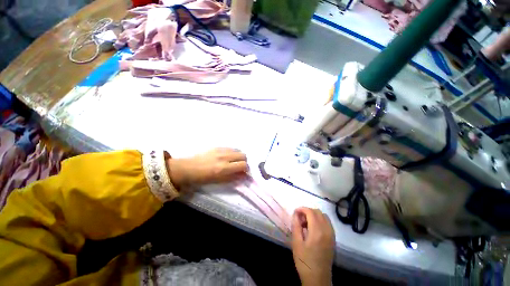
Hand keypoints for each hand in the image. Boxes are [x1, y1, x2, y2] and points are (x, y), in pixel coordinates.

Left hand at [166, 148, 247, 188]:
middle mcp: (224, 157)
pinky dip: (233, 152)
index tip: (244, 172)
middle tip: (240, 166)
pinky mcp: (218, 146)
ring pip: (238, 150)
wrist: (189, 168)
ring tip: (234, 161)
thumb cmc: (203, 178)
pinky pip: (230, 148)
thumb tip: (244, 175)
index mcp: (224, 168)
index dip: (246, 169)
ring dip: (239, 156)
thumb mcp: (219, 181)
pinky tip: (227, 157)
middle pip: (243, 155)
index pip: (243, 165)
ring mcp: (221, 150)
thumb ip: (233, 177)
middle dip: (244, 161)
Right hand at [291, 207, 334, 285]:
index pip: (310, 212)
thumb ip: (296, 226)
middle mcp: (327, 230)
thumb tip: (295, 214)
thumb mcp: (296, 243)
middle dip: (307, 211)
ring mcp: (332, 234)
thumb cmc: (305, 261)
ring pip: (323, 216)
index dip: (302, 209)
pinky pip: (327, 222)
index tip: (295, 212)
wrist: (318, 278)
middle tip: (300, 219)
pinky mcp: (333, 238)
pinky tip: (313, 228)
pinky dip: (320, 220)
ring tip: (306, 224)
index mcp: (317, 231)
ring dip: (314, 215)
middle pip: (318, 212)